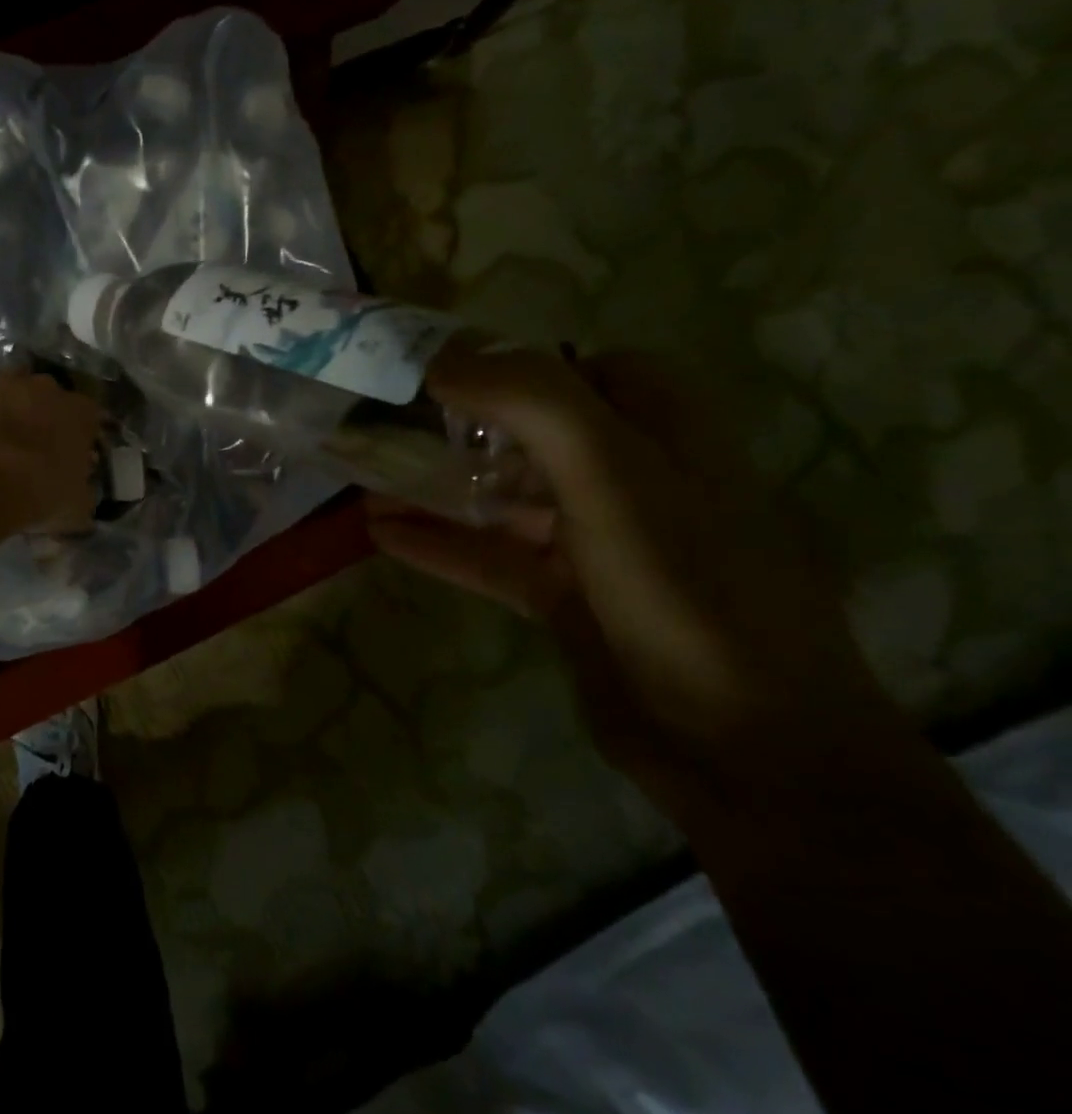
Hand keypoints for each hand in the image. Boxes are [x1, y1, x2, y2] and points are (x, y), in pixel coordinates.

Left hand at [0, 372, 100, 533]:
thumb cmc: (40, 492)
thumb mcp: (77, 505)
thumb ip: (83, 491)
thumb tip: (81, 492)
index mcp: (79, 412)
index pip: (89, 415)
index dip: (80, 433)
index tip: (71, 453)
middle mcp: (44, 387)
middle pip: (47, 395)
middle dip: (42, 414)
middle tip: (33, 444)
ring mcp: (2, 383)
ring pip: (8, 389)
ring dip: (6, 407)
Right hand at [368, 349, 904, 822]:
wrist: (748, 752)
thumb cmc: (686, 591)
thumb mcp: (614, 478)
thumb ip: (534, 403)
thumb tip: (443, 360)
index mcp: (665, 434)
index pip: (586, 369)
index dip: (515, 362)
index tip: (437, 371)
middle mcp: (632, 480)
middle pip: (532, 433)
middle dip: (458, 426)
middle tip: (384, 424)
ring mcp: (598, 543)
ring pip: (504, 496)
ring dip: (437, 488)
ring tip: (364, 481)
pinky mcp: (569, 597)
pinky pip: (492, 556)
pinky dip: (440, 544)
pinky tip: (380, 535)